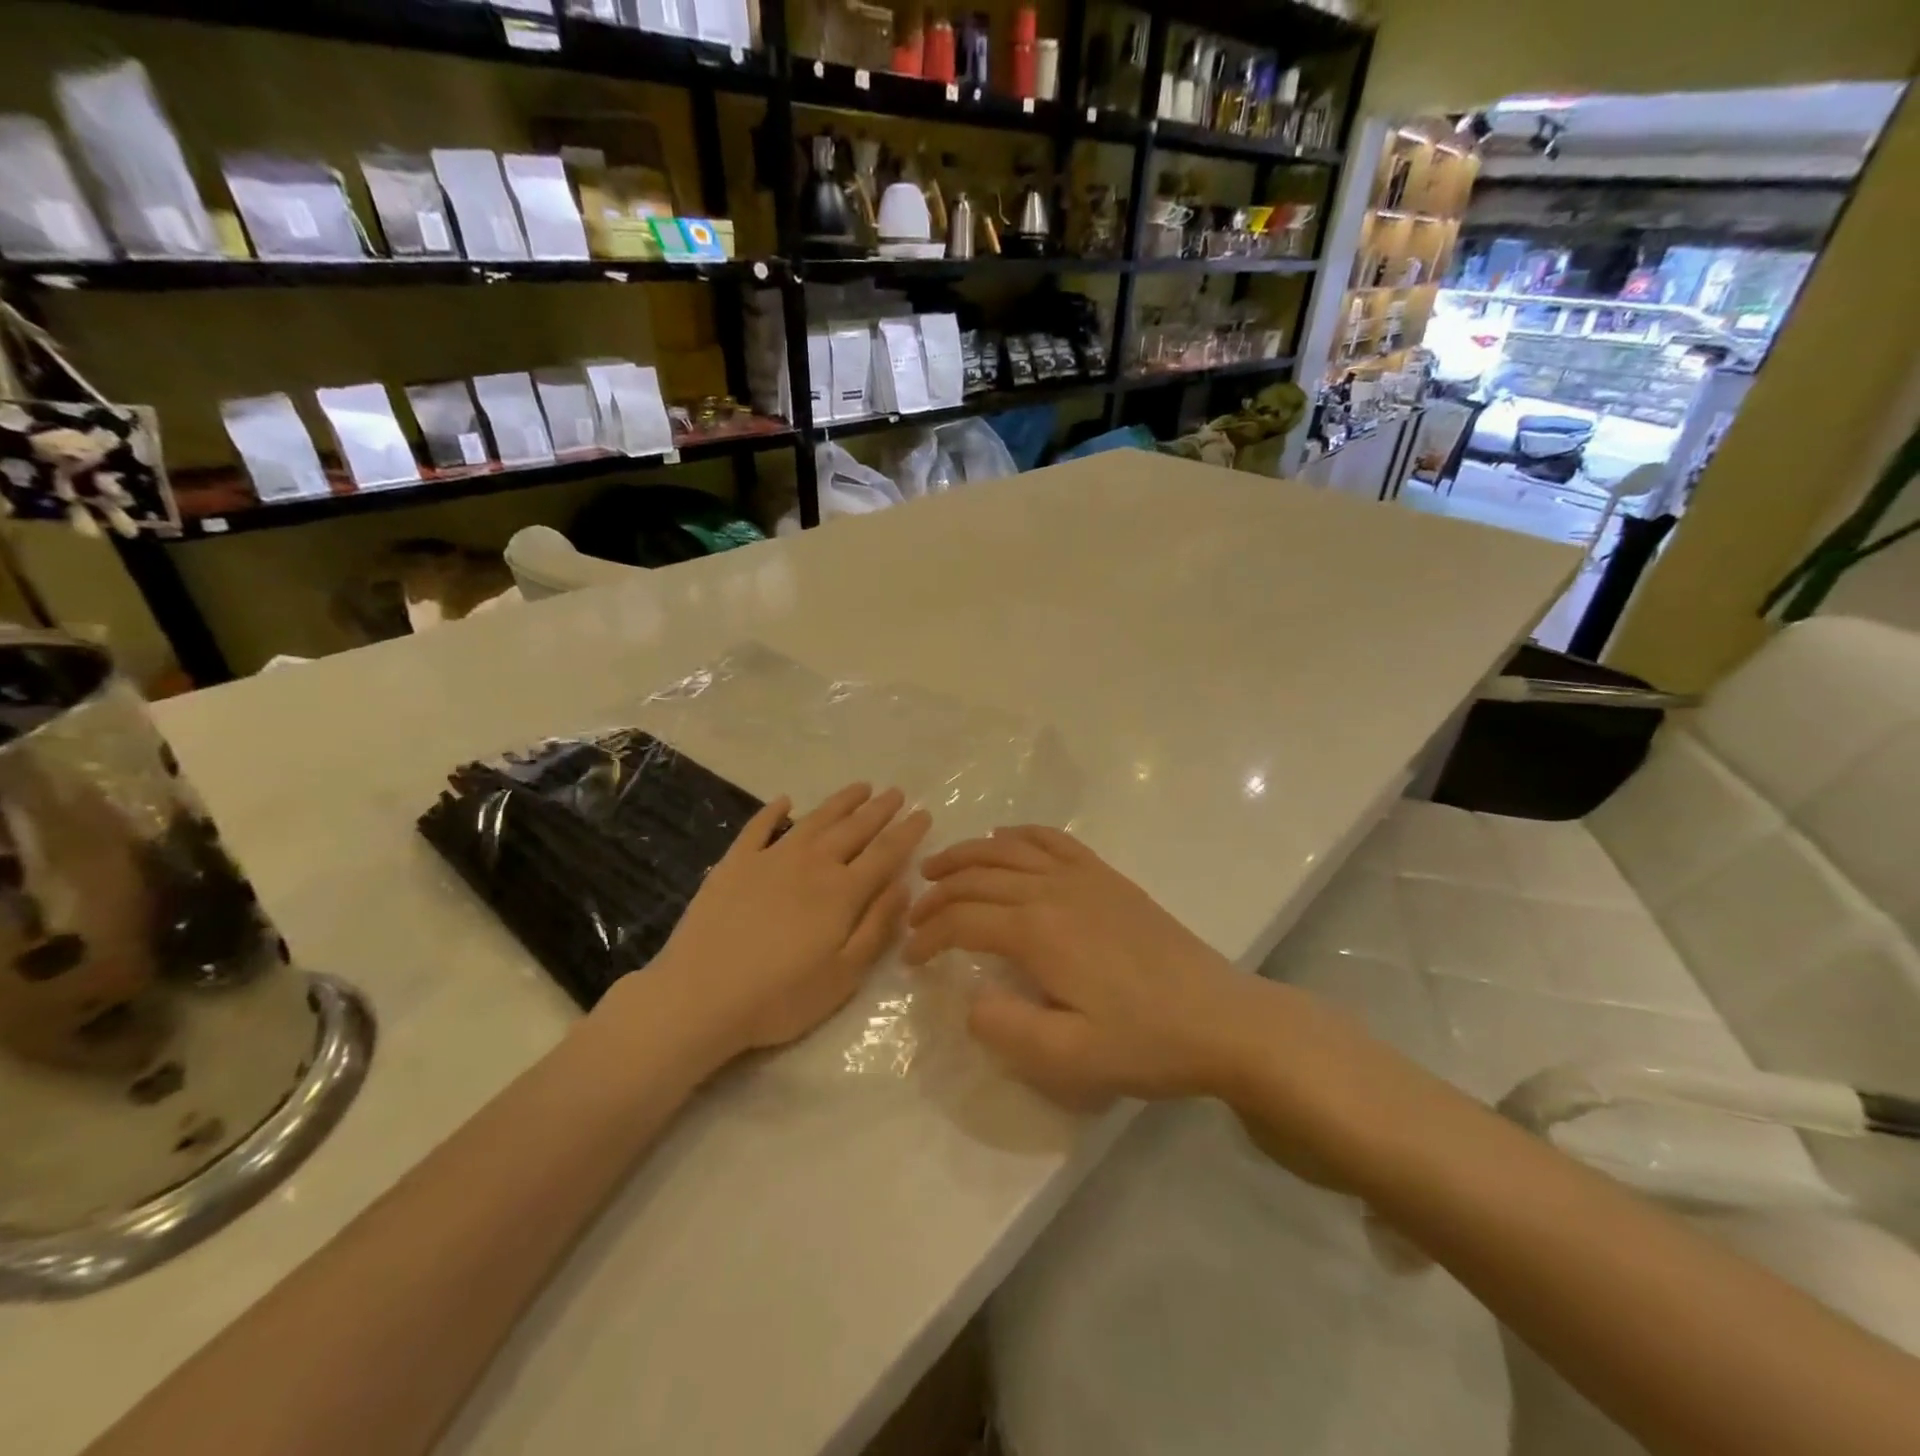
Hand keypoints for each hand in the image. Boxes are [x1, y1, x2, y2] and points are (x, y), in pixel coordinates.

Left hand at [618, 783, 930, 1061]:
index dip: (907, 832)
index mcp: (842, 892)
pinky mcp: (734, 864)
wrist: (700, 998)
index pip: (885, 853)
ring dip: (840, 802)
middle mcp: (811, 864)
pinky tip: (785, 801)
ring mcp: (770, 859)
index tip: (923, 814)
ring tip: (860, 787)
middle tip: (896, 793)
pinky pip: (758, 827)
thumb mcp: (844, 975)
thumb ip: (877, 926)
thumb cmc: (780, 997)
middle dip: (879, 810)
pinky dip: (774, 811)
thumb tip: (903, 886)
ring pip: (814, 820)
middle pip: (853, 829)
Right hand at [903, 826, 1258, 1104]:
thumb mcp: (1070, 1057)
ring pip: (1009, 850)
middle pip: (978, 878)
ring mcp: (1084, 877)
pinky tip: (1006, 838)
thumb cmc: (1145, 1041)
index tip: (911, 957)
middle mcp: (1053, 890)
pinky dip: (1021, 834)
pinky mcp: (1108, 878)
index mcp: (1037, 932)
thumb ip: (1006, 1029)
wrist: (1221, 1018)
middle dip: (938, 893)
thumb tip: (969, 1000)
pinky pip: (1055, 841)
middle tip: (914, 912)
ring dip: (968, 854)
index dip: (929, 936)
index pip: (963, 921)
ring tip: (938, 866)